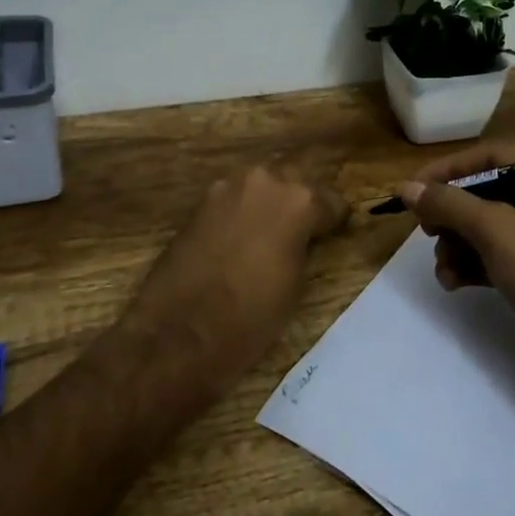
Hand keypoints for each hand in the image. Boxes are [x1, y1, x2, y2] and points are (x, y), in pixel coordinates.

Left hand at [125, 165, 348, 395]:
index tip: (334, 234)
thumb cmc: (251, 317)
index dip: (334, 221)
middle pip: (293, 184)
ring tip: (268, 238)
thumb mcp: (296, 284)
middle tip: (301, 234)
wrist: (180, 333)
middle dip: (299, 205)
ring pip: (260, 188)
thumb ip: (304, 246)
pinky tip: (240, 241)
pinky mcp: (199, 203)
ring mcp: (226, 188)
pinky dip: (241, 215)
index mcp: (298, 201)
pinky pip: (233, 201)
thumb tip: (301, 238)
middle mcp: (264, 182)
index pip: (330, 201)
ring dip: (267, 206)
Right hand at [399, 144, 514, 384]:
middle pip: (488, 193)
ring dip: (458, 244)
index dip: (450, 169)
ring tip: (443, 267)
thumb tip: (407, 187)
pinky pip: (495, 255)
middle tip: (426, 229)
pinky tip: (453, 282)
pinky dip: (471, 264)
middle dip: (453, 215)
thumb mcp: (496, 230)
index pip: (494, 156)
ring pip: (487, 227)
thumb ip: (449, 203)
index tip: (414, 187)